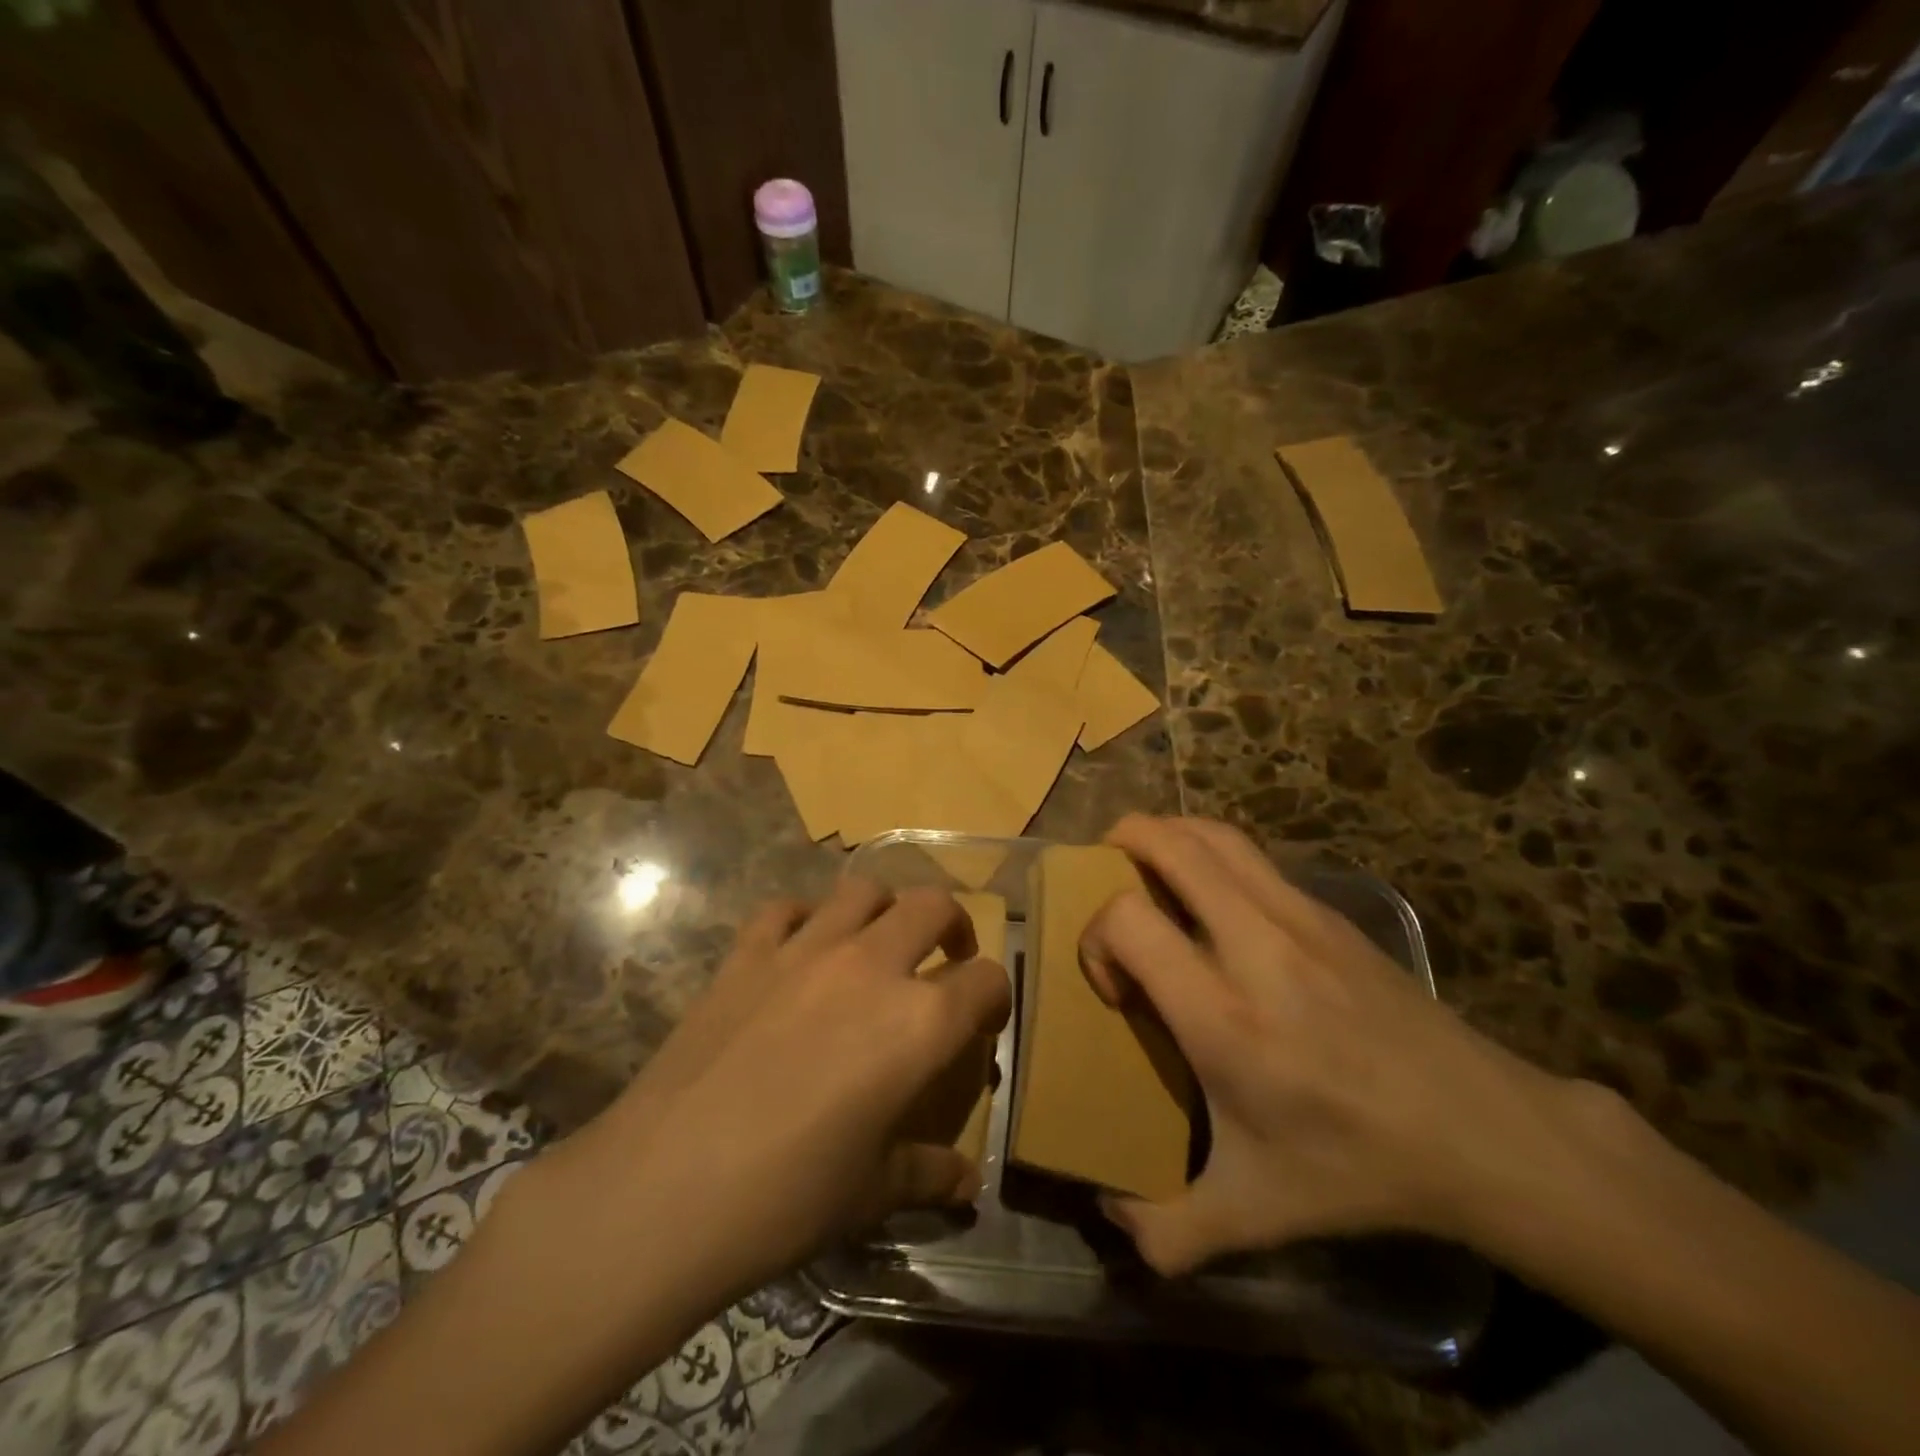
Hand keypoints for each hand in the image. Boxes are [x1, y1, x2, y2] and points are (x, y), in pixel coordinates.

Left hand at [545, 879, 1010, 1299]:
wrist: (664, 1188)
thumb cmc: (786, 1198)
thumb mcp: (872, 1193)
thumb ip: (929, 1173)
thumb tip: (967, 1185)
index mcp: (918, 1021)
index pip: (984, 981)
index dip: (995, 997)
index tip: (985, 1019)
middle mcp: (871, 965)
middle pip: (932, 906)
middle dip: (952, 925)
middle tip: (945, 956)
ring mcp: (804, 950)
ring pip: (862, 890)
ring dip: (883, 909)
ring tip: (877, 943)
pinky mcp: (747, 953)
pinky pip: (785, 908)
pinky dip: (804, 918)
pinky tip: (800, 948)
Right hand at [1081, 815, 1597, 1274]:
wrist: (1481, 1134)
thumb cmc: (1356, 1167)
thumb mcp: (1254, 1214)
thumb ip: (1168, 1229)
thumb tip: (1110, 1217)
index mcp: (1222, 1015)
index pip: (1127, 919)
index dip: (1096, 938)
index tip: (1115, 989)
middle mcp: (1254, 945)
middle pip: (1168, 844)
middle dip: (1120, 842)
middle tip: (1102, 877)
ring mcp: (1298, 916)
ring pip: (1213, 834)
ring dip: (1166, 834)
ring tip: (1148, 865)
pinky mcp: (1330, 911)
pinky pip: (1251, 854)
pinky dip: (1210, 852)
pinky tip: (1212, 897)